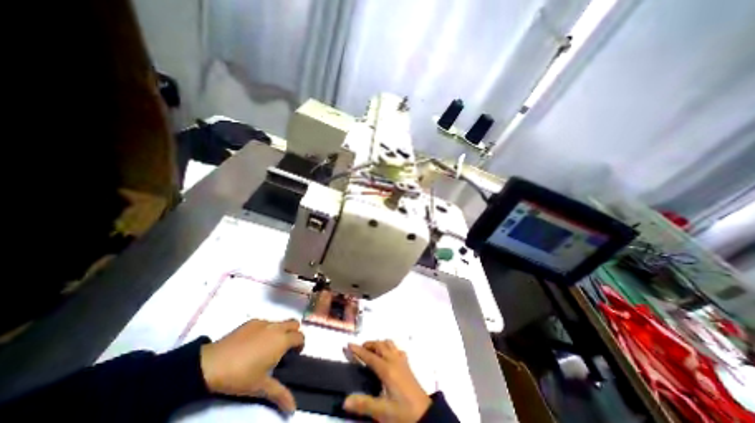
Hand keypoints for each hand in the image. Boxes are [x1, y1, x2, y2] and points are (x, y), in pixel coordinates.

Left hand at [201, 321, 308, 412]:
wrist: (211, 364)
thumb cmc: (240, 376)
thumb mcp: (260, 387)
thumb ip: (280, 394)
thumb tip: (293, 408)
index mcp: (282, 340)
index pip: (300, 336)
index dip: (300, 345)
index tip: (293, 355)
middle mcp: (277, 327)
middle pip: (294, 324)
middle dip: (294, 333)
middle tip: (284, 348)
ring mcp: (264, 322)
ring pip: (280, 322)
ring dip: (281, 330)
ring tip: (268, 346)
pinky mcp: (252, 321)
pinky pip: (266, 323)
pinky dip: (266, 330)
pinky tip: (253, 343)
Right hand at [344, 340, 430, 422]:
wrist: (426, 415)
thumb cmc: (403, 413)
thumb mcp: (382, 412)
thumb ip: (364, 404)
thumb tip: (345, 400)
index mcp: (387, 369)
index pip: (370, 356)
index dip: (358, 350)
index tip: (349, 344)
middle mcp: (394, 360)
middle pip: (380, 345)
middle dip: (369, 344)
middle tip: (360, 348)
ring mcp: (402, 361)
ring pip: (389, 344)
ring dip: (379, 344)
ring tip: (372, 350)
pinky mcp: (407, 365)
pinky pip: (396, 349)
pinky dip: (389, 347)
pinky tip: (388, 355)